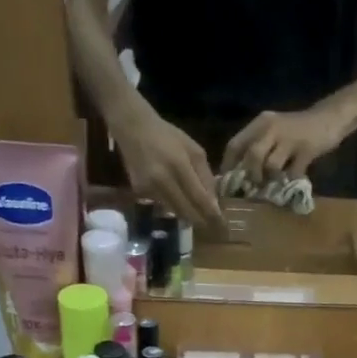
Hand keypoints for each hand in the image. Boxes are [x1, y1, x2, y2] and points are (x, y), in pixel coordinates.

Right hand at [109, 107, 222, 223]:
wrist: (133, 128)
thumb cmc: (168, 137)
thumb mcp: (194, 150)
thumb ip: (206, 176)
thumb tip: (214, 203)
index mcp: (179, 165)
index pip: (200, 199)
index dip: (212, 216)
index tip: (222, 226)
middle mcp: (163, 180)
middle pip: (187, 212)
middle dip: (202, 222)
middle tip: (214, 229)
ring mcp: (150, 188)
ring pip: (176, 212)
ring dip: (189, 216)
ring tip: (199, 217)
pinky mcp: (140, 192)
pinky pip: (163, 206)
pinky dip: (174, 206)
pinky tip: (176, 198)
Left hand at [220, 105, 351, 183]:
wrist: (329, 119)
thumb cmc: (296, 130)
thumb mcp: (273, 133)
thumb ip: (257, 147)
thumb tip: (239, 174)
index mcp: (260, 123)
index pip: (235, 144)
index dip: (228, 166)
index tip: (227, 184)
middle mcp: (272, 128)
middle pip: (252, 156)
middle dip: (250, 176)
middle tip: (253, 188)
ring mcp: (289, 139)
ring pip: (271, 166)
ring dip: (270, 180)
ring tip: (274, 185)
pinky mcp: (306, 150)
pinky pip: (292, 173)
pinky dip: (290, 181)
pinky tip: (292, 181)